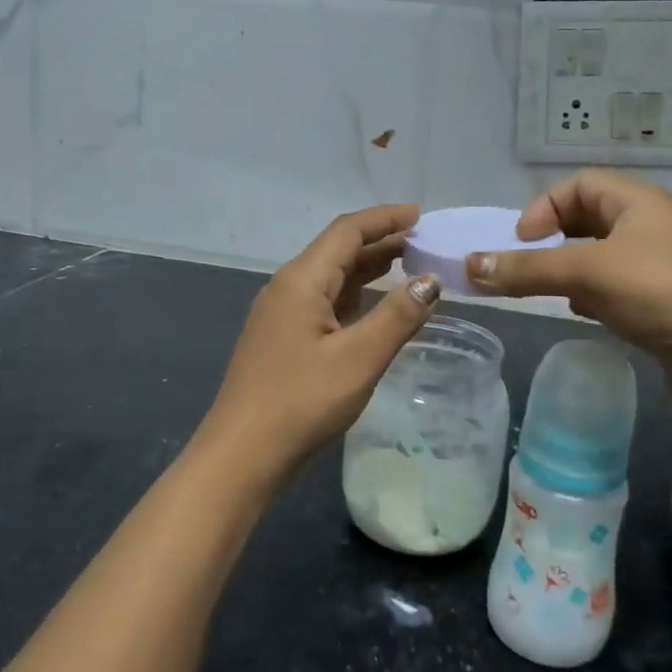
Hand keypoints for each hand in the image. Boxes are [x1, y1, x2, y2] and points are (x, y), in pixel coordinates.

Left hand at [198, 205, 441, 487]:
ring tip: (410, 268)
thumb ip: (398, 316)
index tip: (422, 215)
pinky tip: (376, 308)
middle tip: (425, 243)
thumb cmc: (301, 402)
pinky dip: (355, 297)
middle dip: (381, 242)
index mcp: (302, 280)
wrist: (241, 455)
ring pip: (332, 278)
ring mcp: (282, 314)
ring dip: (369, 269)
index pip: (347, 231)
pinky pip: (325, 303)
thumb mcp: (359, 359)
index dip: (385, 218)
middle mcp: (288, 287)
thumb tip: (430, 280)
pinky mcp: (283, 339)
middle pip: (338, 250)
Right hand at [465, 170, 671, 364]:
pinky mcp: (666, 295)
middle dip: (555, 240)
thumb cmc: (657, 291)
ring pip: (601, 253)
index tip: (523, 240)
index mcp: (637, 201)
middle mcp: (651, 223)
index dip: (544, 207)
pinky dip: (594, 291)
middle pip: (588, 217)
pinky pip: (617, 281)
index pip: (579, 184)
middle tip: (533, 265)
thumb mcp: (585, 274)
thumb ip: (527, 269)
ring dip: (572, 268)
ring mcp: (661, 260)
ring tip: (558, 292)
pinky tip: (588, 312)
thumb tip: (470, 265)